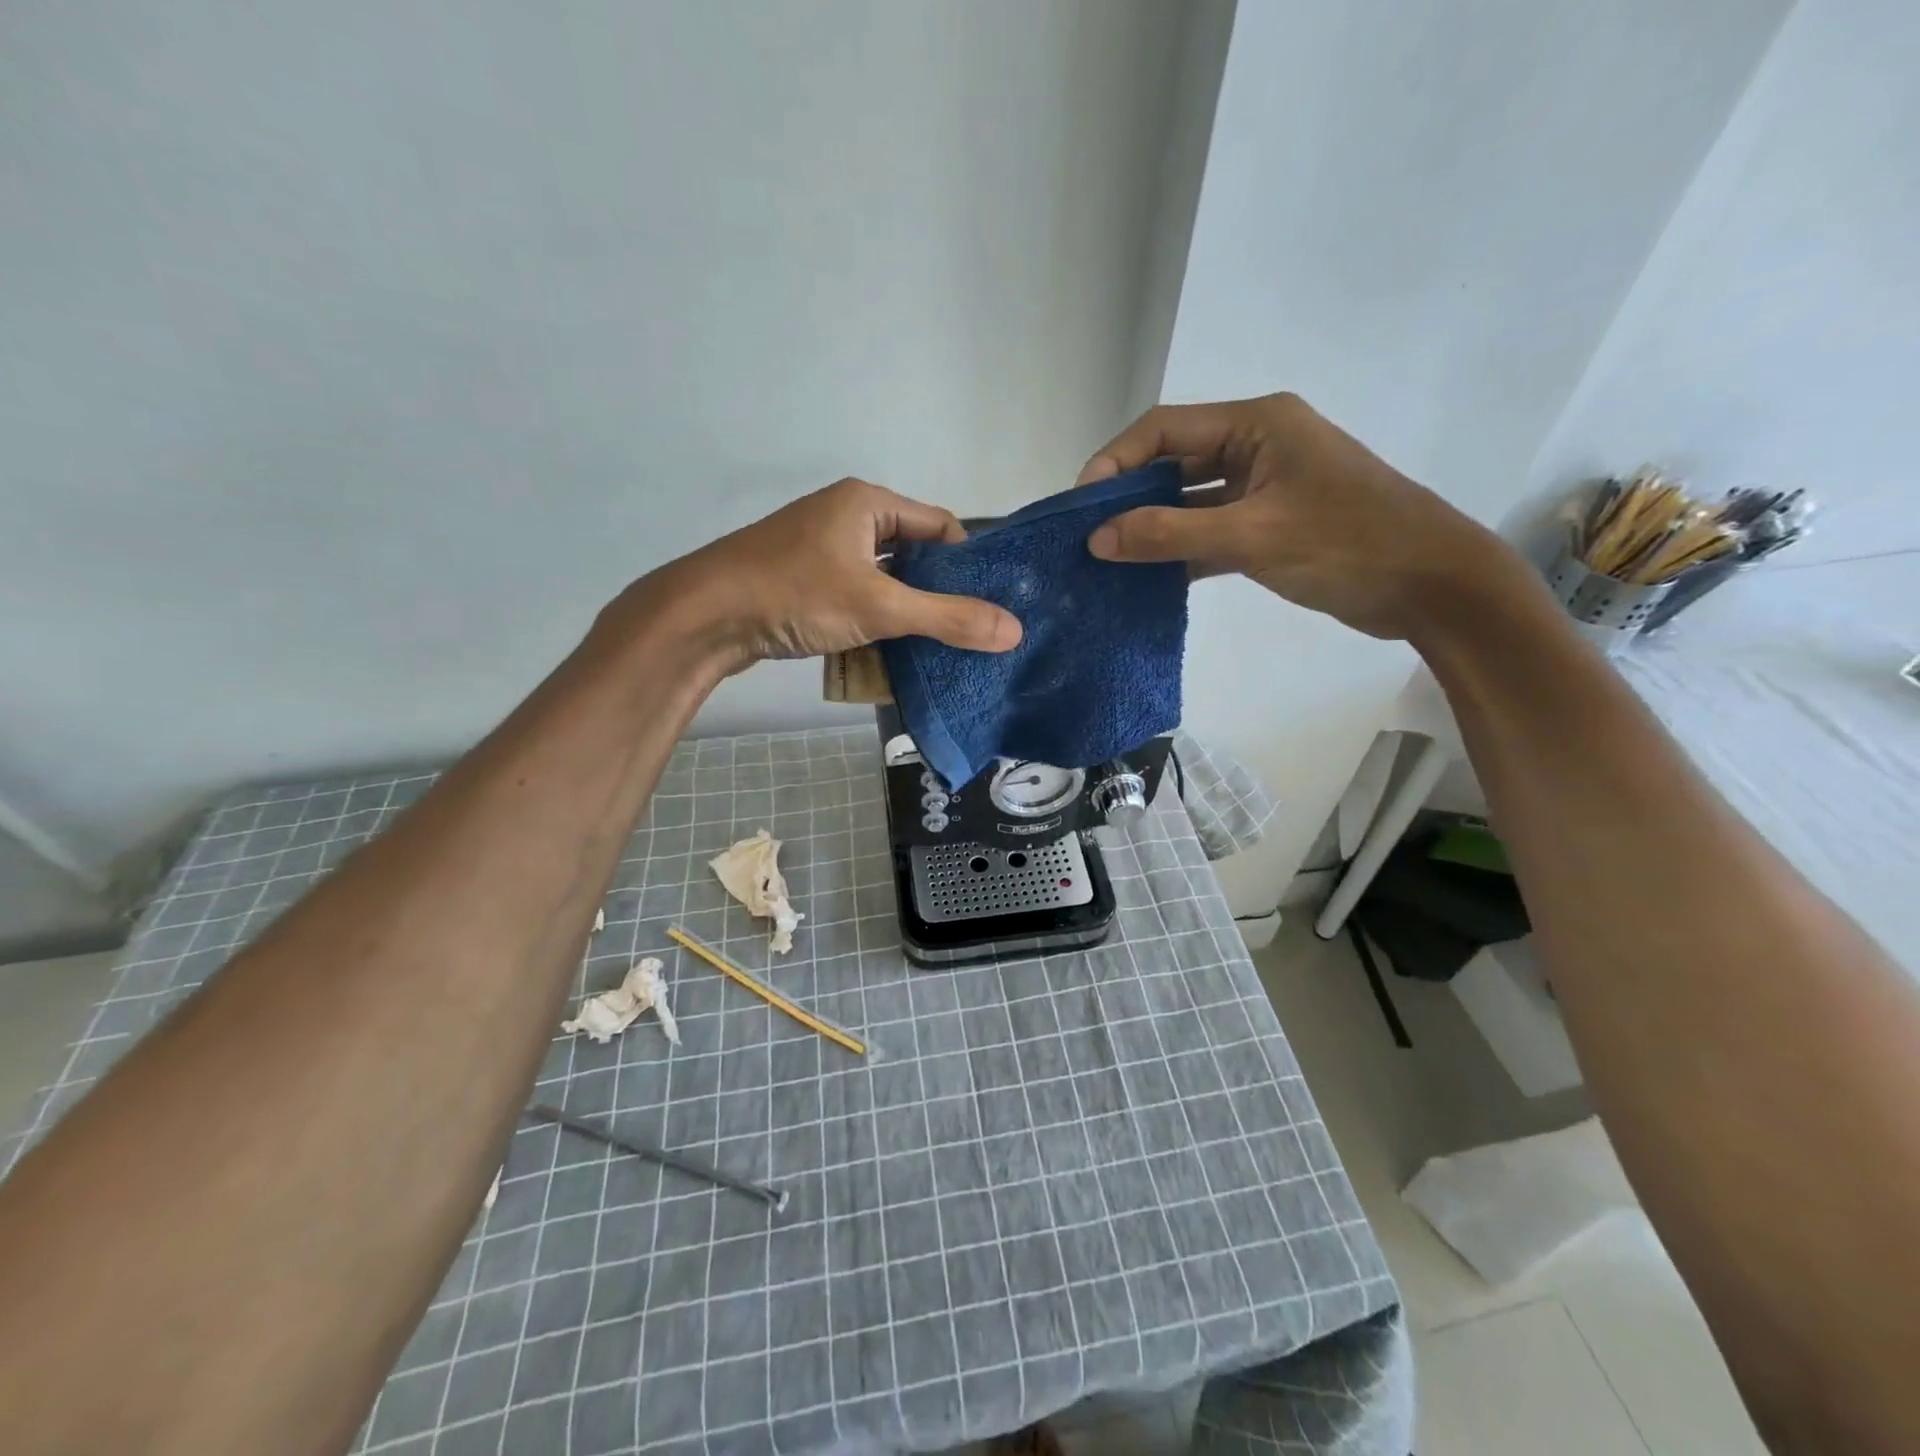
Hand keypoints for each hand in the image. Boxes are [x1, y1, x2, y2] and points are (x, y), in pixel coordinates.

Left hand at [630, 477, 1021, 669]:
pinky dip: (872, 619)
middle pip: (912, 555)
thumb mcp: (881, 607)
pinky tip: (884, 650)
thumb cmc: (796, 595)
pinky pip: (854, 594)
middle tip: (964, 633)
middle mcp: (845, 516)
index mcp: (868, 503)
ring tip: (931, 648)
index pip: (940, 527)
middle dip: (936, 594)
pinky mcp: (801, 578)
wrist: (704, 616)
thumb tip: (1014, 631)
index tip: (986, 605)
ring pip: (882, 579)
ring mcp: (819, 548)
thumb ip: (949, 618)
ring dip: (904, 611)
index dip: (968, 564)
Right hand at [1079, 393, 1529, 640]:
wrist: (1430, 585)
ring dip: (1152, 528)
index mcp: (1257, 424)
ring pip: (1189, 501)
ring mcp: (1264, 487)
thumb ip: (1171, 535)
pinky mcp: (1269, 524)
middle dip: (1129, 497)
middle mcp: (1257, 445)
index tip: (1080, 505)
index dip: (1116, 461)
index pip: (1165, 429)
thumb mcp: (1252, 537)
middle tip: (1086, 536)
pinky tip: (1147, 579)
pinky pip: (1209, 530)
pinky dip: (1180, 551)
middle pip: (1173, 463)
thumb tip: (1098, 539)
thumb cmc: (1347, 545)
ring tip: (1106, 560)